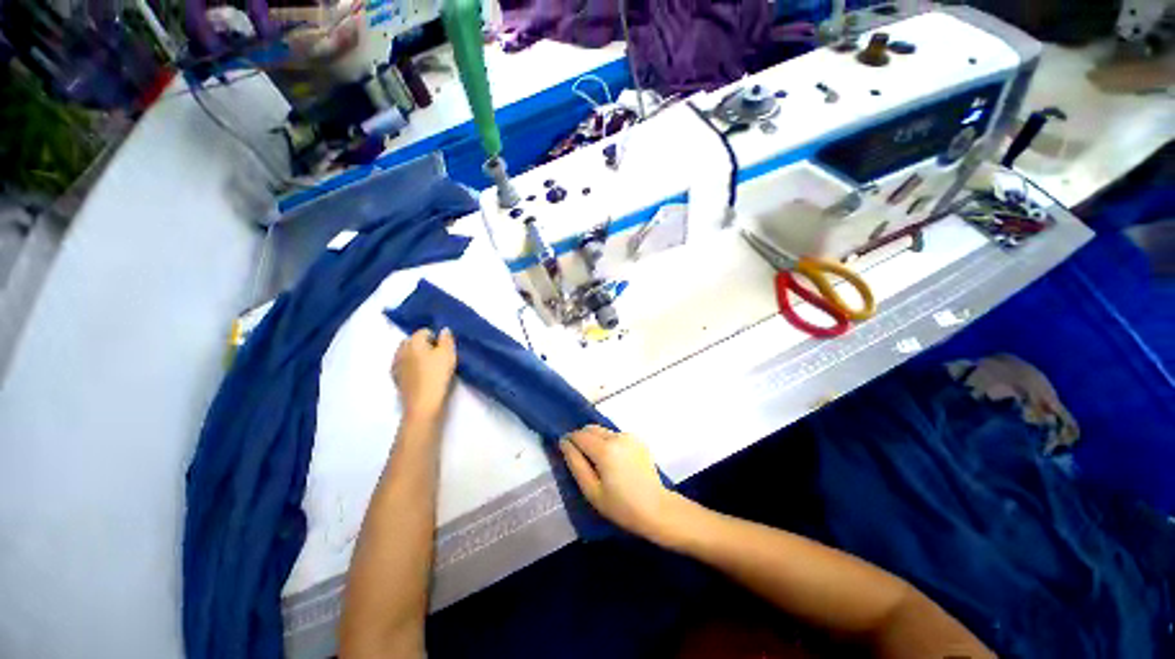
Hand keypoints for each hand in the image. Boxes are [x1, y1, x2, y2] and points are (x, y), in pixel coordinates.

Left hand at [392, 328, 456, 421]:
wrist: (423, 403)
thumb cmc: (437, 375)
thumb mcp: (449, 354)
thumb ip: (447, 339)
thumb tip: (443, 330)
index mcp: (413, 341)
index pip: (424, 331)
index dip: (436, 338)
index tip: (445, 349)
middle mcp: (400, 350)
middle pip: (413, 341)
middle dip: (424, 345)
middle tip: (439, 356)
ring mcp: (396, 365)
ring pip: (408, 354)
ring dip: (417, 356)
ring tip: (431, 367)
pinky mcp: (396, 379)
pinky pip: (405, 366)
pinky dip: (412, 368)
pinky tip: (422, 376)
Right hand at [559, 426, 685, 543]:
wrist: (656, 509)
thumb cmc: (621, 506)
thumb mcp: (592, 491)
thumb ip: (576, 464)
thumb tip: (564, 443)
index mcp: (605, 449)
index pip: (579, 435)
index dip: (570, 441)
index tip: (567, 453)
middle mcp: (617, 436)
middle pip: (591, 429)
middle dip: (583, 439)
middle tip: (583, 462)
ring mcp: (629, 436)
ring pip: (603, 431)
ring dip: (596, 441)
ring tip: (600, 464)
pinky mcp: (638, 440)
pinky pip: (616, 436)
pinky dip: (609, 443)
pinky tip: (615, 462)